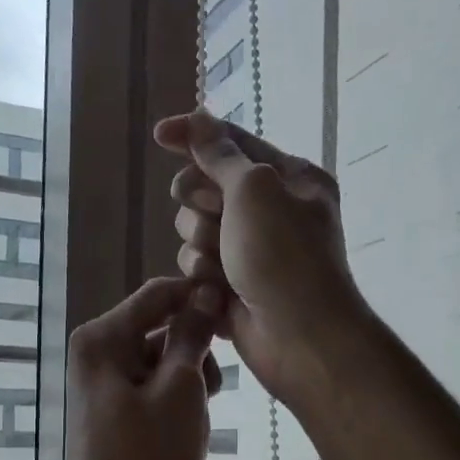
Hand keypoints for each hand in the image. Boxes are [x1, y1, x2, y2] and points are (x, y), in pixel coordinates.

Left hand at [51, 275, 223, 459]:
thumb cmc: (147, 457)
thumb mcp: (180, 390)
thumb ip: (192, 336)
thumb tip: (207, 292)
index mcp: (104, 338)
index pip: (160, 293)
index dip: (201, 299)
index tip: (238, 321)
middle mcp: (99, 353)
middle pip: (162, 327)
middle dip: (196, 351)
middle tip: (212, 392)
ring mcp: (106, 385)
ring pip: (163, 361)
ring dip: (191, 381)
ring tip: (198, 419)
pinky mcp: (117, 413)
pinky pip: (155, 389)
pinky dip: (177, 402)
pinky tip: (187, 431)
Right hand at [154, 110, 365, 406]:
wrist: (299, 338)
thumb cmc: (284, 256)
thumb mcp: (254, 190)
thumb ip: (220, 155)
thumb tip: (198, 121)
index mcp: (289, 178)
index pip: (233, 143)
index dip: (195, 136)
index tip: (160, 135)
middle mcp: (270, 211)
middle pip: (205, 187)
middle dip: (201, 204)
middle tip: (215, 217)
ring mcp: (249, 251)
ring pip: (194, 230)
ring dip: (202, 246)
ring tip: (224, 267)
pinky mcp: (231, 285)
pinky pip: (197, 267)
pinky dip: (203, 277)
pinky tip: (218, 294)